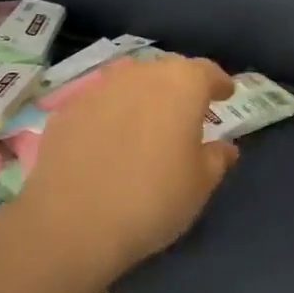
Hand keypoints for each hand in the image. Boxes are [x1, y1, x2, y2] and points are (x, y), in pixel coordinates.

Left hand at [26, 54, 240, 271]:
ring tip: (147, 124)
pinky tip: (109, 141)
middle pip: (167, 71)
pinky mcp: (67, 108)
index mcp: (181, 84)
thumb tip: (224, 147)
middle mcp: (140, 74)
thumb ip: (216, 158)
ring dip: (143, 97)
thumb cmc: (151, 199)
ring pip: (130, 83)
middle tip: (187, 112)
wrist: (71, 221)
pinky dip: (111, 115)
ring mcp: (99, 87)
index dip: (218, 83)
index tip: (226, 94)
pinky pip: (100, 103)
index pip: (206, 71)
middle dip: (180, 87)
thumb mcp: (199, 185)